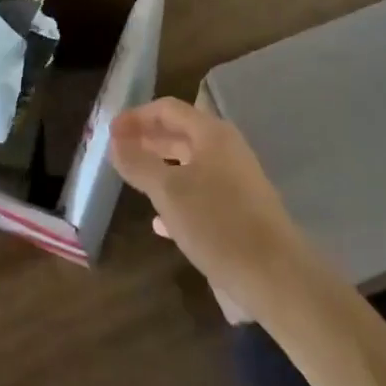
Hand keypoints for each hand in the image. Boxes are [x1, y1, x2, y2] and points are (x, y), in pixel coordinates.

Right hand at [110, 97, 315, 320]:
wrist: (275, 276)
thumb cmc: (218, 223)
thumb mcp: (169, 192)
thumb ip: (139, 163)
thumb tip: (115, 141)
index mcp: (212, 134)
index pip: (168, 109)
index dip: (136, 116)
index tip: (110, 131)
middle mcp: (226, 150)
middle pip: (180, 134)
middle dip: (147, 140)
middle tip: (117, 151)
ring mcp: (236, 181)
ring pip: (190, 165)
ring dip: (160, 168)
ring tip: (133, 179)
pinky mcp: (241, 211)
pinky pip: (201, 194)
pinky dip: (177, 198)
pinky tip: (159, 222)